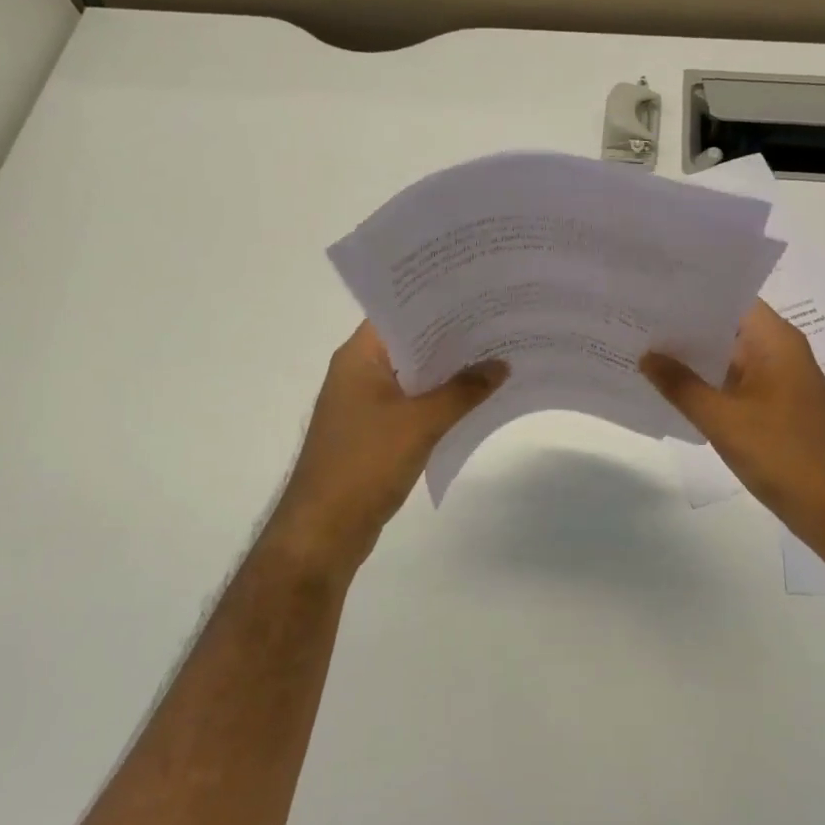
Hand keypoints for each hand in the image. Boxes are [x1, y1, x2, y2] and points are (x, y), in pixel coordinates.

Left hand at [268, 322, 506, 568]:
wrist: (324, 530)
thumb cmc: (365, 463)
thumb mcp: (420, 422)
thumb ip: (463, 391)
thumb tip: (500, 366)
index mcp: (359, 357)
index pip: (399, 313)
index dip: (437, 302)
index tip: (477, 294)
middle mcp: (358, 373)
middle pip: (410, 344)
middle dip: (452, 338)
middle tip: (498, 323)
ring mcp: (364, 405)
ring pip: (413, 377)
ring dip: (448, 372)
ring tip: (496, 358)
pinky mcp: (373, 433)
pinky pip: (412, 405)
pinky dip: (439, 401)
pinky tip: (474, 401)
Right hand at [641, 301, 824, 545]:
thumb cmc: (783, 454)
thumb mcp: (722, 419)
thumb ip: (680, 385)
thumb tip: (646, 356)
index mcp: (775, 340)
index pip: (728, 298)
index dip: (690, 294)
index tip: (650, 292)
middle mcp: (779, 351)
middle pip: (726, 326)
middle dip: (683, 326)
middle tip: (634, 320)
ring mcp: (779, 381)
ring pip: (728, 357)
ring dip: (692, 358)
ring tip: (641, 350)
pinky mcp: (775, 407)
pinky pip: (734, 383)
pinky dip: (706, 383)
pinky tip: (670, 389)